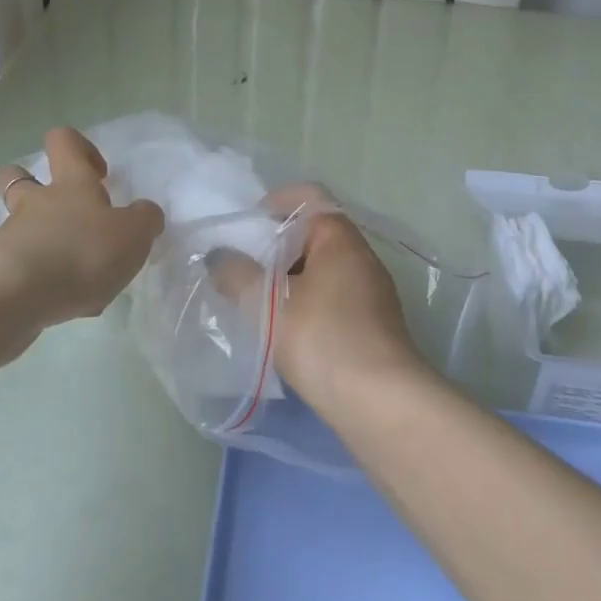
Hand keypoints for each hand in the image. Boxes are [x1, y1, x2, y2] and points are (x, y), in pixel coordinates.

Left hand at [0, 127, 164, 331]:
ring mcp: (12, 236)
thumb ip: (144, 220)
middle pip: (18, 176)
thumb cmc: (81, 252)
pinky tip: (64, 303)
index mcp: (70, 184)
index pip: (64, 141)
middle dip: (34, 183)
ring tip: (71, 267)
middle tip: (65, 210)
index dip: (80, 147)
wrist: (15, 296)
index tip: (99, 173)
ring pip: (18, 224)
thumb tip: (146, 213)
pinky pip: (19, 267)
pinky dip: (40, 278)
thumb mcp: (133, 234)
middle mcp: (36, 202)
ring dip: (40, 237)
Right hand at [254, 184, 428, 414]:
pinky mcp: (374, 324)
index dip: (276, 202)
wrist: (382, 404)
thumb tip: (217, 256)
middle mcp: (361, 256)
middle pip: (315, 233)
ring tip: (260, 299)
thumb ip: (236, 275)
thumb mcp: (267, 304)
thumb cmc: (324, 339)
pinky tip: (289, 330)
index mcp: (339, 237)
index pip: (309, 196)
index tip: (248, 225)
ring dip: (292, 277)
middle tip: (245, 264)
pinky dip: (309, 301)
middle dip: (278, 245)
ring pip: (324, 268)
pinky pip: (335, 296)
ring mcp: (373, 291)